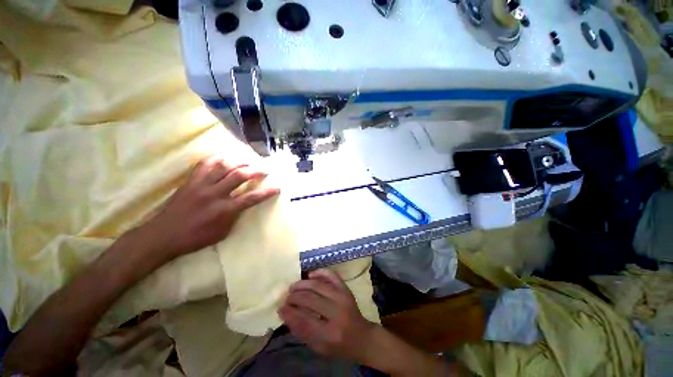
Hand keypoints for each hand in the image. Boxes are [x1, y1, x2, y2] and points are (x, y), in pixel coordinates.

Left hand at [144, 156, 279, 258]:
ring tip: (249, 160)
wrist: (163, 235)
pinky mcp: (190, 181)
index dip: (267, 192)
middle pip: (240, 176)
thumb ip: (235, 216)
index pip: (251, 198)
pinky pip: (205, 164)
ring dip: (239, 161)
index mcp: (224, 210)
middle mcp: (214, 194)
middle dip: (256, 170)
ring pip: (223, 166)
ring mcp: (201, 185)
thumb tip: (242, 205)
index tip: (277, 187)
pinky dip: (217, 158)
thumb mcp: (222, 233)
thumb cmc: (195, 238)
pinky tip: (225, 157)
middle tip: (265, 169)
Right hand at [278, 269, 376, 362]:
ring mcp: (343, 297)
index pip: (304, 320)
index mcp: (330, 334)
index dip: (289, 312)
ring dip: (302, 284)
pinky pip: (331, 275)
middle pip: (310, 299)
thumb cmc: (338, 345)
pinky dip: (320, 272)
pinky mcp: (346, 288)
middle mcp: (337, 312)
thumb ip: (301, 331)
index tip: (280, 307)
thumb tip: (285, 313)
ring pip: (318, 285)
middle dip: (294, 297)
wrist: (361, 336)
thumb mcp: (318, 347)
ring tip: (293, 287)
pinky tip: (310, 275)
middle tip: (286, 297)